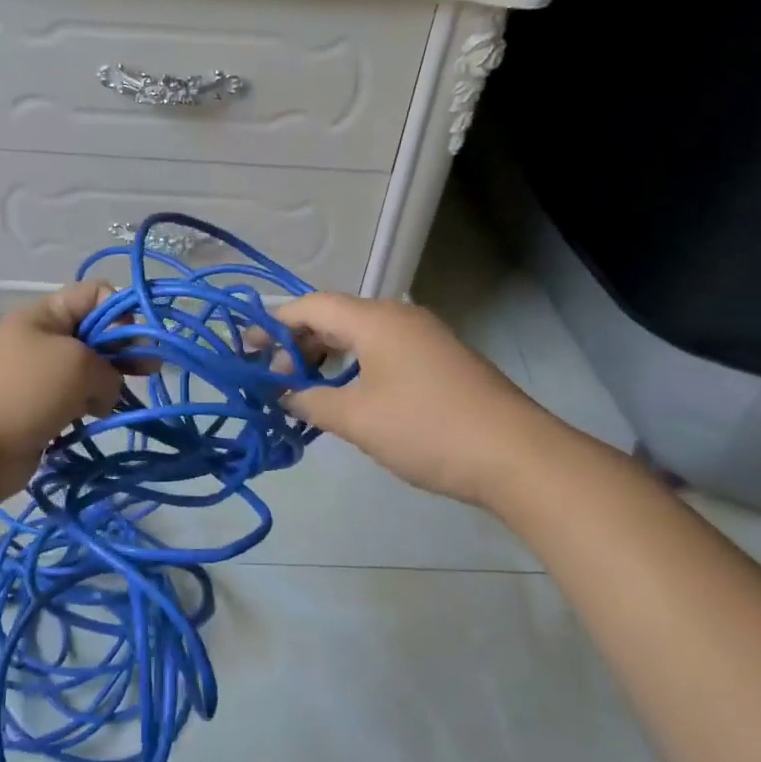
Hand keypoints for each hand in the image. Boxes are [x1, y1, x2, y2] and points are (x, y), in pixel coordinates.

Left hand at [0, 283, 125, 499]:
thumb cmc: (22, 393)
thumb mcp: (77, 365)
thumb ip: (110, 369)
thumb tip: (106, 393)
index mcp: (44, 316)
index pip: (94, 295)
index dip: (122, 311)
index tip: (140, 339)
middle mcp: (40, 341)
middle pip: (93, 335)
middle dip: (123, 350)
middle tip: (151, 371)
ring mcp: (36, 379)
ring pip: (85, 374)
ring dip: (107, 386)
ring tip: (119, 404)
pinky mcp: (35, 414)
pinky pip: (72, 405)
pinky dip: (88, 411)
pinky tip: (97, 422)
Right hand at [273, 292, 534, 506]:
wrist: (516, 455)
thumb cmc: (427, 429)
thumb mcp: (358, 419)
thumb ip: (312, 402)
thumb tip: (286, 394)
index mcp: (375, 319)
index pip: (310, 306)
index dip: (273, 323)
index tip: (244, 348)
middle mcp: (398, 317)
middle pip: (334, 317)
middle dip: (298, 342)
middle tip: (273, 376)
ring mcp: (423, 338)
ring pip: (360, 335)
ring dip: (327, 356)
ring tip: (305, 388)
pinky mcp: (439, 361)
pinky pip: (382, 351)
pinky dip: (354, 366)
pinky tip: (347, 396)